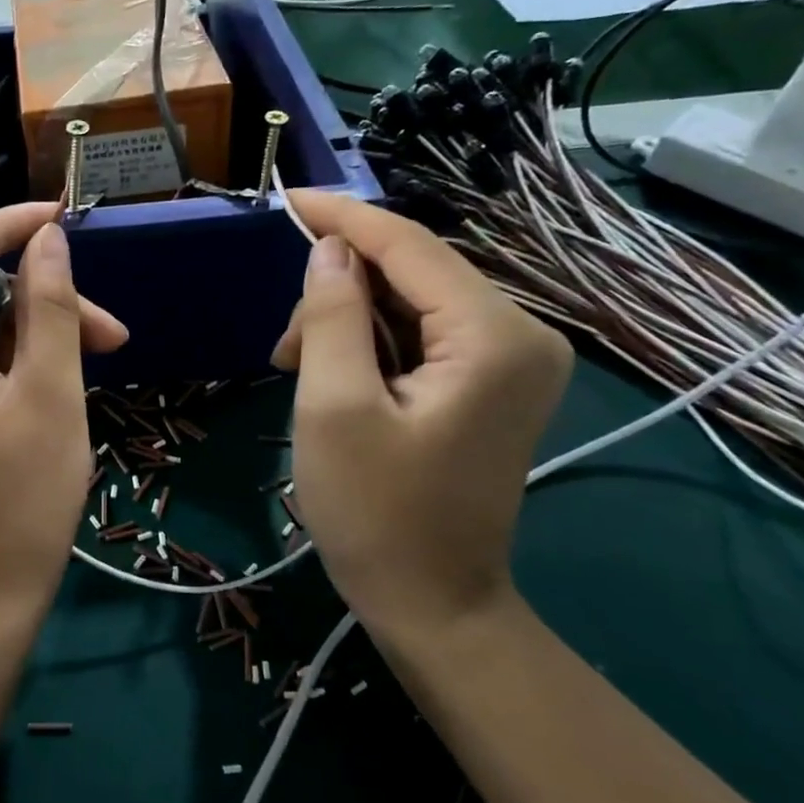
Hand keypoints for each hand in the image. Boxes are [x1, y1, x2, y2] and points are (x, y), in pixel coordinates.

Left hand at [0, 204, 127, 628]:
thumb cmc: (18, 504)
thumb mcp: (48, 395)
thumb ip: (50, 305)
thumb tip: (50, 239)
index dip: (9, 225)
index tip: (67, 219)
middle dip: (33, 294)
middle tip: (106, 328)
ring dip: (26, 327)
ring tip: (96, 352)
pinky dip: (2, 354)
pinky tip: (52, 371)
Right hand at [272, 192, 571, 645]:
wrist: (433, 604)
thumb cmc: (376, 513)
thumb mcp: (335, 408)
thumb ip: (332, 316)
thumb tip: (330, 251)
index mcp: (494, 337)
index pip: (410, 246)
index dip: (342, 217)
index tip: (284, 199)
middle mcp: (521, 334)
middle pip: (412, 273)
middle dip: (338, 291)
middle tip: (282, 346)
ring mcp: (512, 361)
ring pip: (412, 303)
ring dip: (347, 322)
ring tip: (298, 369)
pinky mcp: (492, 383)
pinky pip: (423, 335)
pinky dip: (370, 344)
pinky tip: (333, 376)